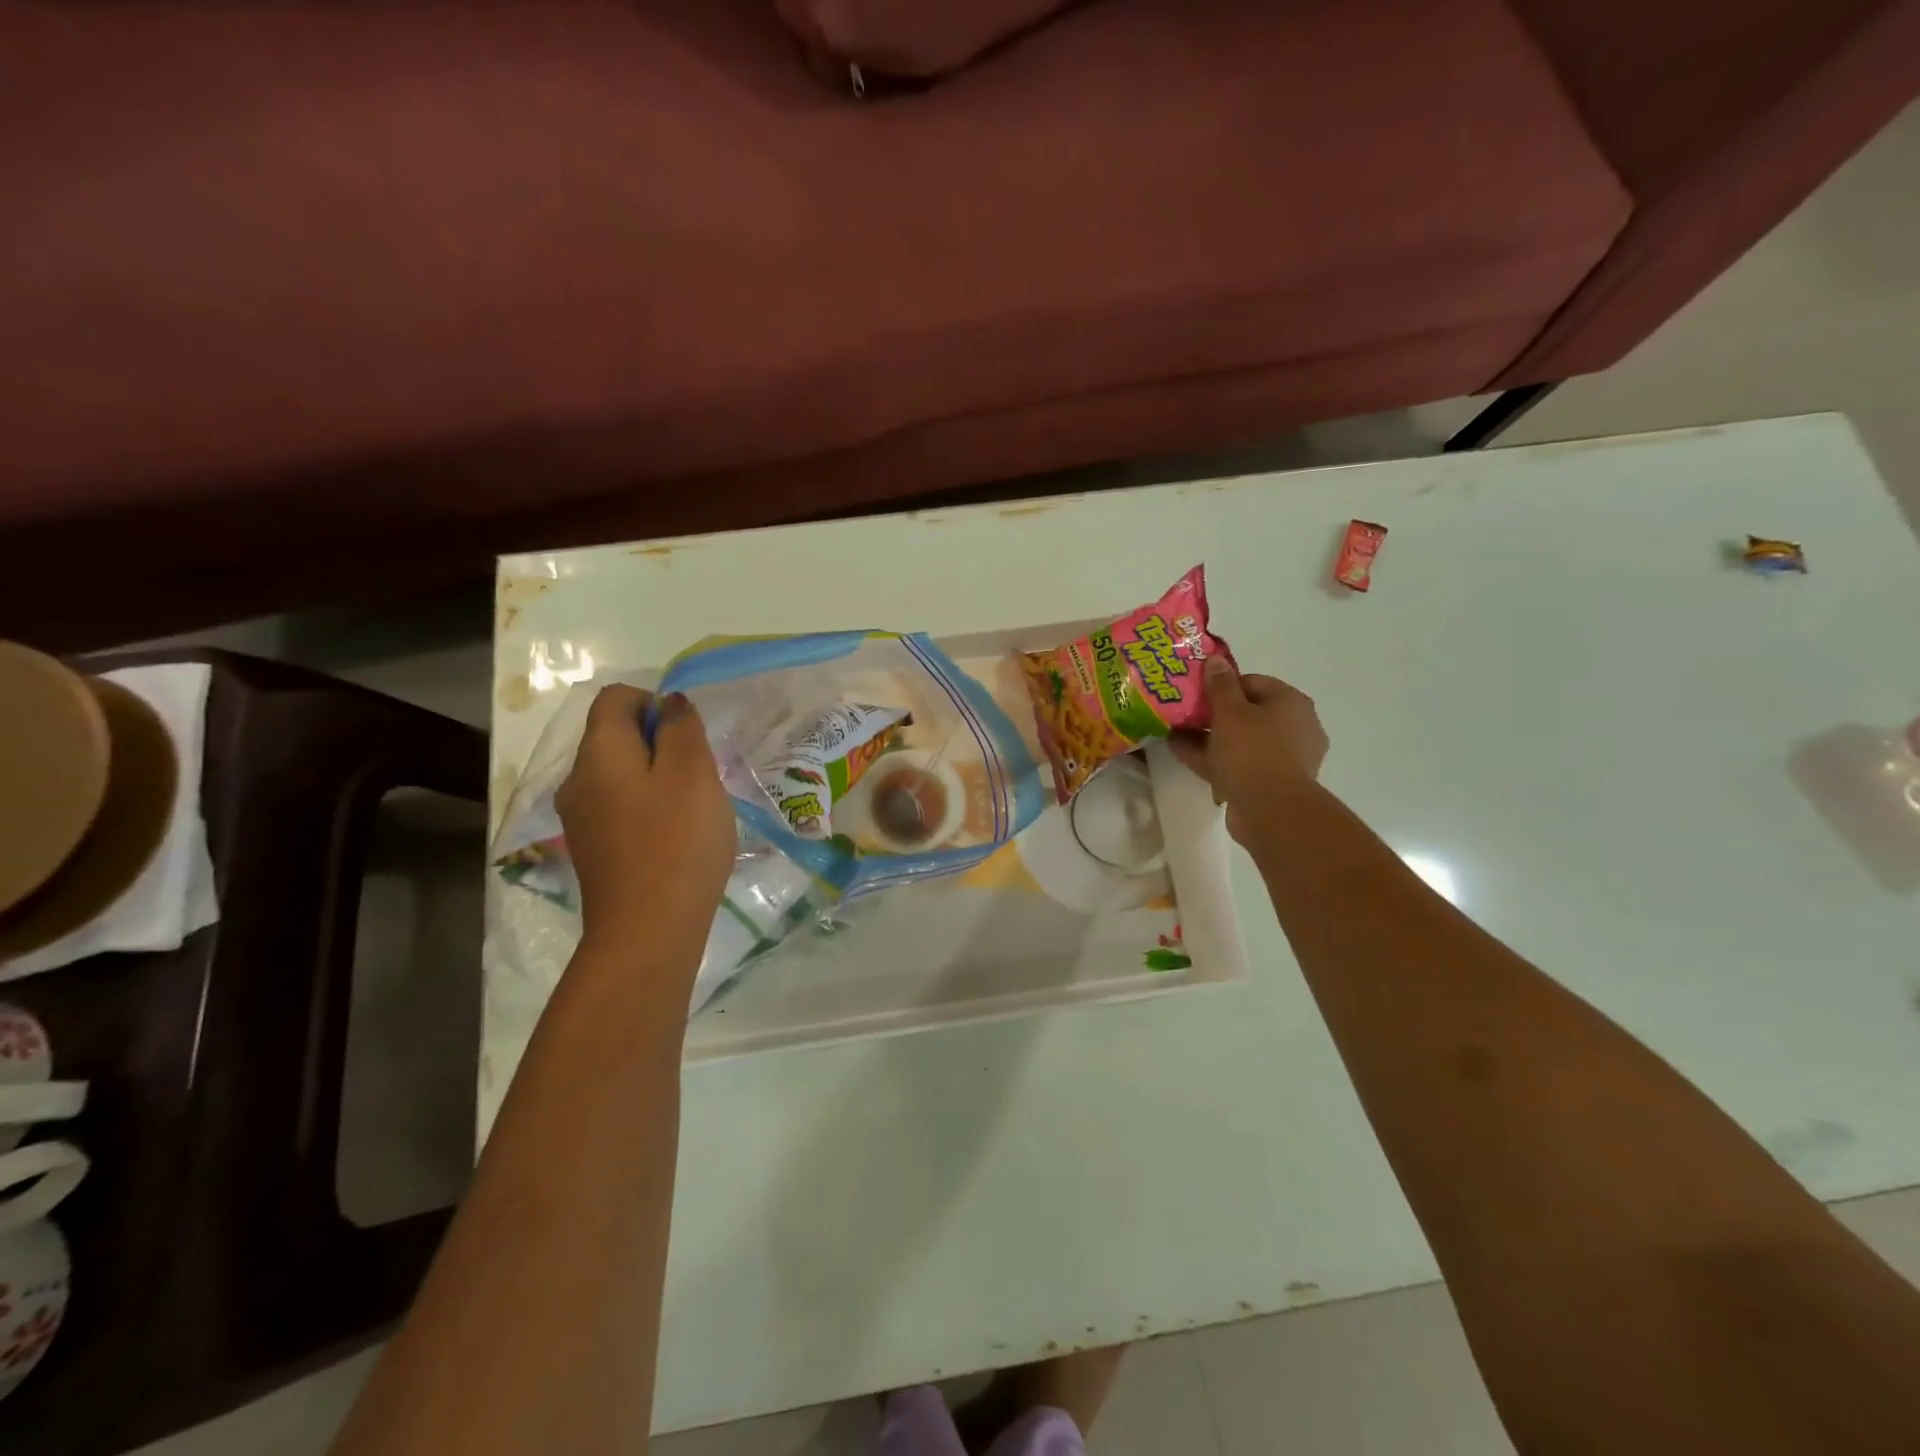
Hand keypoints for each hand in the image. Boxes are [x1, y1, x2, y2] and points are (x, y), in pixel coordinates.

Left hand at [556, 684, 734, 948]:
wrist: (647, 932)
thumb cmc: (677, 843)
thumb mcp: (692, 774)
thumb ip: (681, 728)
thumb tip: (668, 702)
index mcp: (598, 753)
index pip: (614, 698)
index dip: (654, 701)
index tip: (689, 734)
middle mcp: (578, 779)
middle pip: (615, 736)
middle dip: (660, 742)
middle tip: (699, 774)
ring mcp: (581, 818)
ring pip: (621, 774)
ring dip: (658, 777)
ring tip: (693, 807)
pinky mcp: (593, 849)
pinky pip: (620, 807)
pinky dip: (648, 808)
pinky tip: (676, 836)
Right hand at [1170, 658, 1328, 843]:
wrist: (1271, 811)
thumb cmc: (1252, 751)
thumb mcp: (1229, 711)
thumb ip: (1220, 684)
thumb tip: (1216, 660)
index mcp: (1291, 702)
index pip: (1252, 682)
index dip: (1221, 685)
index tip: (1196, 693)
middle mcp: (1295, 727)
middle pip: (1247, 713)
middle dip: (1213, 715)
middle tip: (1183, 715)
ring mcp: (1285, 758)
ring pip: (1241, 741)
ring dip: (1209, 739)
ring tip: (1175, 736)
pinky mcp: (1272, 783)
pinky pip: (1240, 764)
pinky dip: (1215, 759)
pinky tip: (1184, 756)